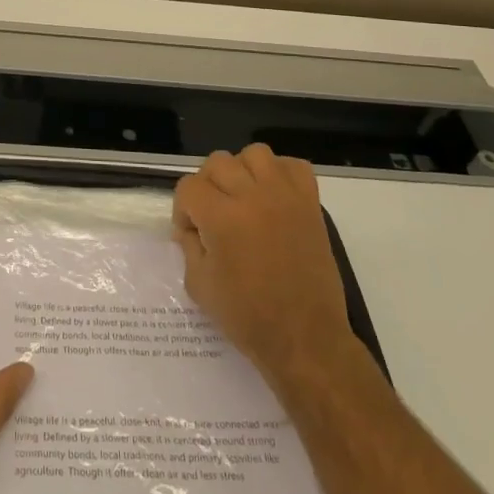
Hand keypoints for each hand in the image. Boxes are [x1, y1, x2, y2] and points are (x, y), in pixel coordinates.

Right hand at [172, 144, 359, 388]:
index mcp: (222, 218)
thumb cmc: (247, 317)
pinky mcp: (311, 205)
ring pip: (255, 154)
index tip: (191, 234)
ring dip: (243, 172)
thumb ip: (189, 246)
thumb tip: (190, 228)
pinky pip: (294, 166)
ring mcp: (286, 197)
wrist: (304, 338)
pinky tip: (273, 197)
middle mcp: (253, 197)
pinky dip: (281, 173)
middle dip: (207, 187)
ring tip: (244, 200)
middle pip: (218, 162)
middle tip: (213, 216)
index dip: (183, 210)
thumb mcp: (199, 285)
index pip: (188, 187)